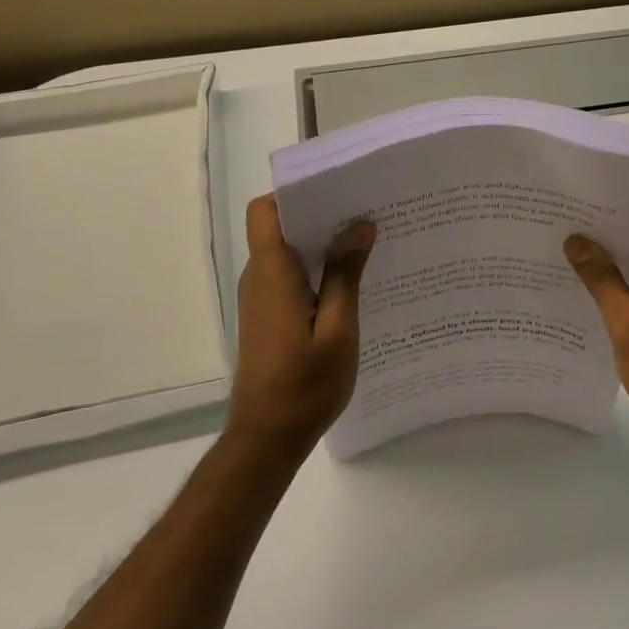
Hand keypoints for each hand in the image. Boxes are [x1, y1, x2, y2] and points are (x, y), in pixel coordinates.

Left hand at [228, 195, 376, 457]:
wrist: (267, 438)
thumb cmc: (305, 385)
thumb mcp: (338, 329)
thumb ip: (346, 275)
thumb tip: (359, 225)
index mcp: (273, 273)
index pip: (266, 211)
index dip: (295, 193)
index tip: (337, 191)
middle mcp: (260, 277)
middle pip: (281, 227)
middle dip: (321, 215)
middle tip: (367, 213)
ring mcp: (262, 298)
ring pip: (288, 252)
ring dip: (322, 244)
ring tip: (368, 243)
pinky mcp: (268, 316)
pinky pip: (291, 276)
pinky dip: (317, 270)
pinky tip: (352, 283)